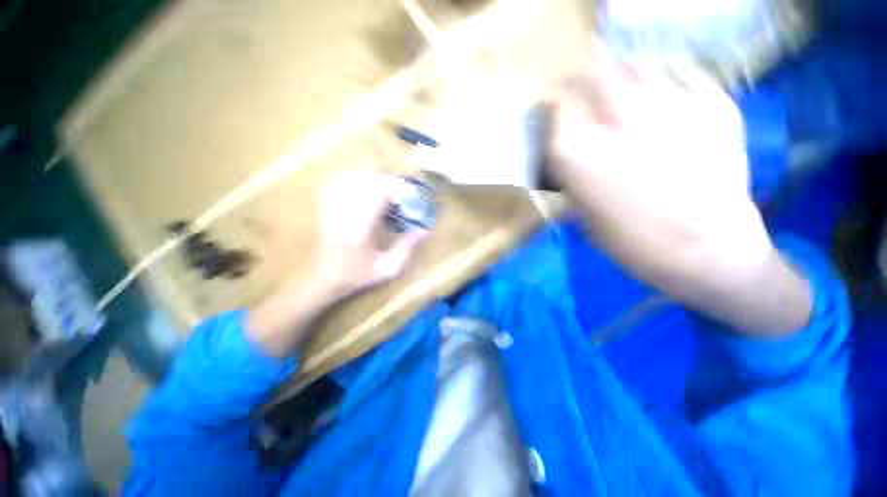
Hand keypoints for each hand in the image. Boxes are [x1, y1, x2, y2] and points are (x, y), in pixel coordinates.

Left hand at [247, 171, 425, 356]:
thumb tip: (424, 231)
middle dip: (384, 181)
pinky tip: (361, 188)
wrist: (322, 279)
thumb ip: (407, 249)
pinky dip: (351, 181)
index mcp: (360, 229)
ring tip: (383, 188)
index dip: (393, 187)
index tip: (406, 190)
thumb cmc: (356, 276)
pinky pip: (337, 184)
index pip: (376, 195)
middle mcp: (343, 214)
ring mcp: (330, 208)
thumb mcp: (388, 269)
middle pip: (364, 182)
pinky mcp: (324, 207)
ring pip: (350, 179)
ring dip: (369, 179)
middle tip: (397, 190)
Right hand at [547, 57, 811, 334]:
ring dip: (623, 76)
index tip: (558, 116)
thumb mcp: (581, 211)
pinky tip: (666, 99)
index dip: (555, 108)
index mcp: (579, 155)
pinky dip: (667, 78)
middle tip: (588, 97)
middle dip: (585, 82)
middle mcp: (619, 121)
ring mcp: (672, 106)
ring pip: (637, 64)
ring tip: (626, 95)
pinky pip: (682, 71)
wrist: (710, 253)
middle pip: (594, 73)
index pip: (557, 106)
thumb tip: (565, 148)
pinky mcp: (716, 104)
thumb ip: (571, 173)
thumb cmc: (633, 241)